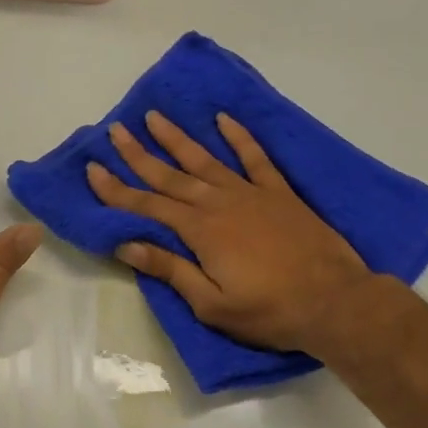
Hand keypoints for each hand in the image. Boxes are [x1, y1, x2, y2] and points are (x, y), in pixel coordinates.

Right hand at [86, 111, 374, 356]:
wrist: (334, 301)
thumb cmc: (270, 311)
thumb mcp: (212, 305)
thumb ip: (171, 270)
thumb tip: (127, 245)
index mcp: (200, 232)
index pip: (148, 206)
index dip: (117, 190)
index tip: (94, 169)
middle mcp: (219, 204)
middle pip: (170, 176)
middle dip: (139, 154)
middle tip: (115, 131)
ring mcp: (251, 193)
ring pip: (205, 160)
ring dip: (177, 139)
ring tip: (155, 116)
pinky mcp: (279, 193)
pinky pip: (255, 157)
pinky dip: (239, 137)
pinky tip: (223, 119)